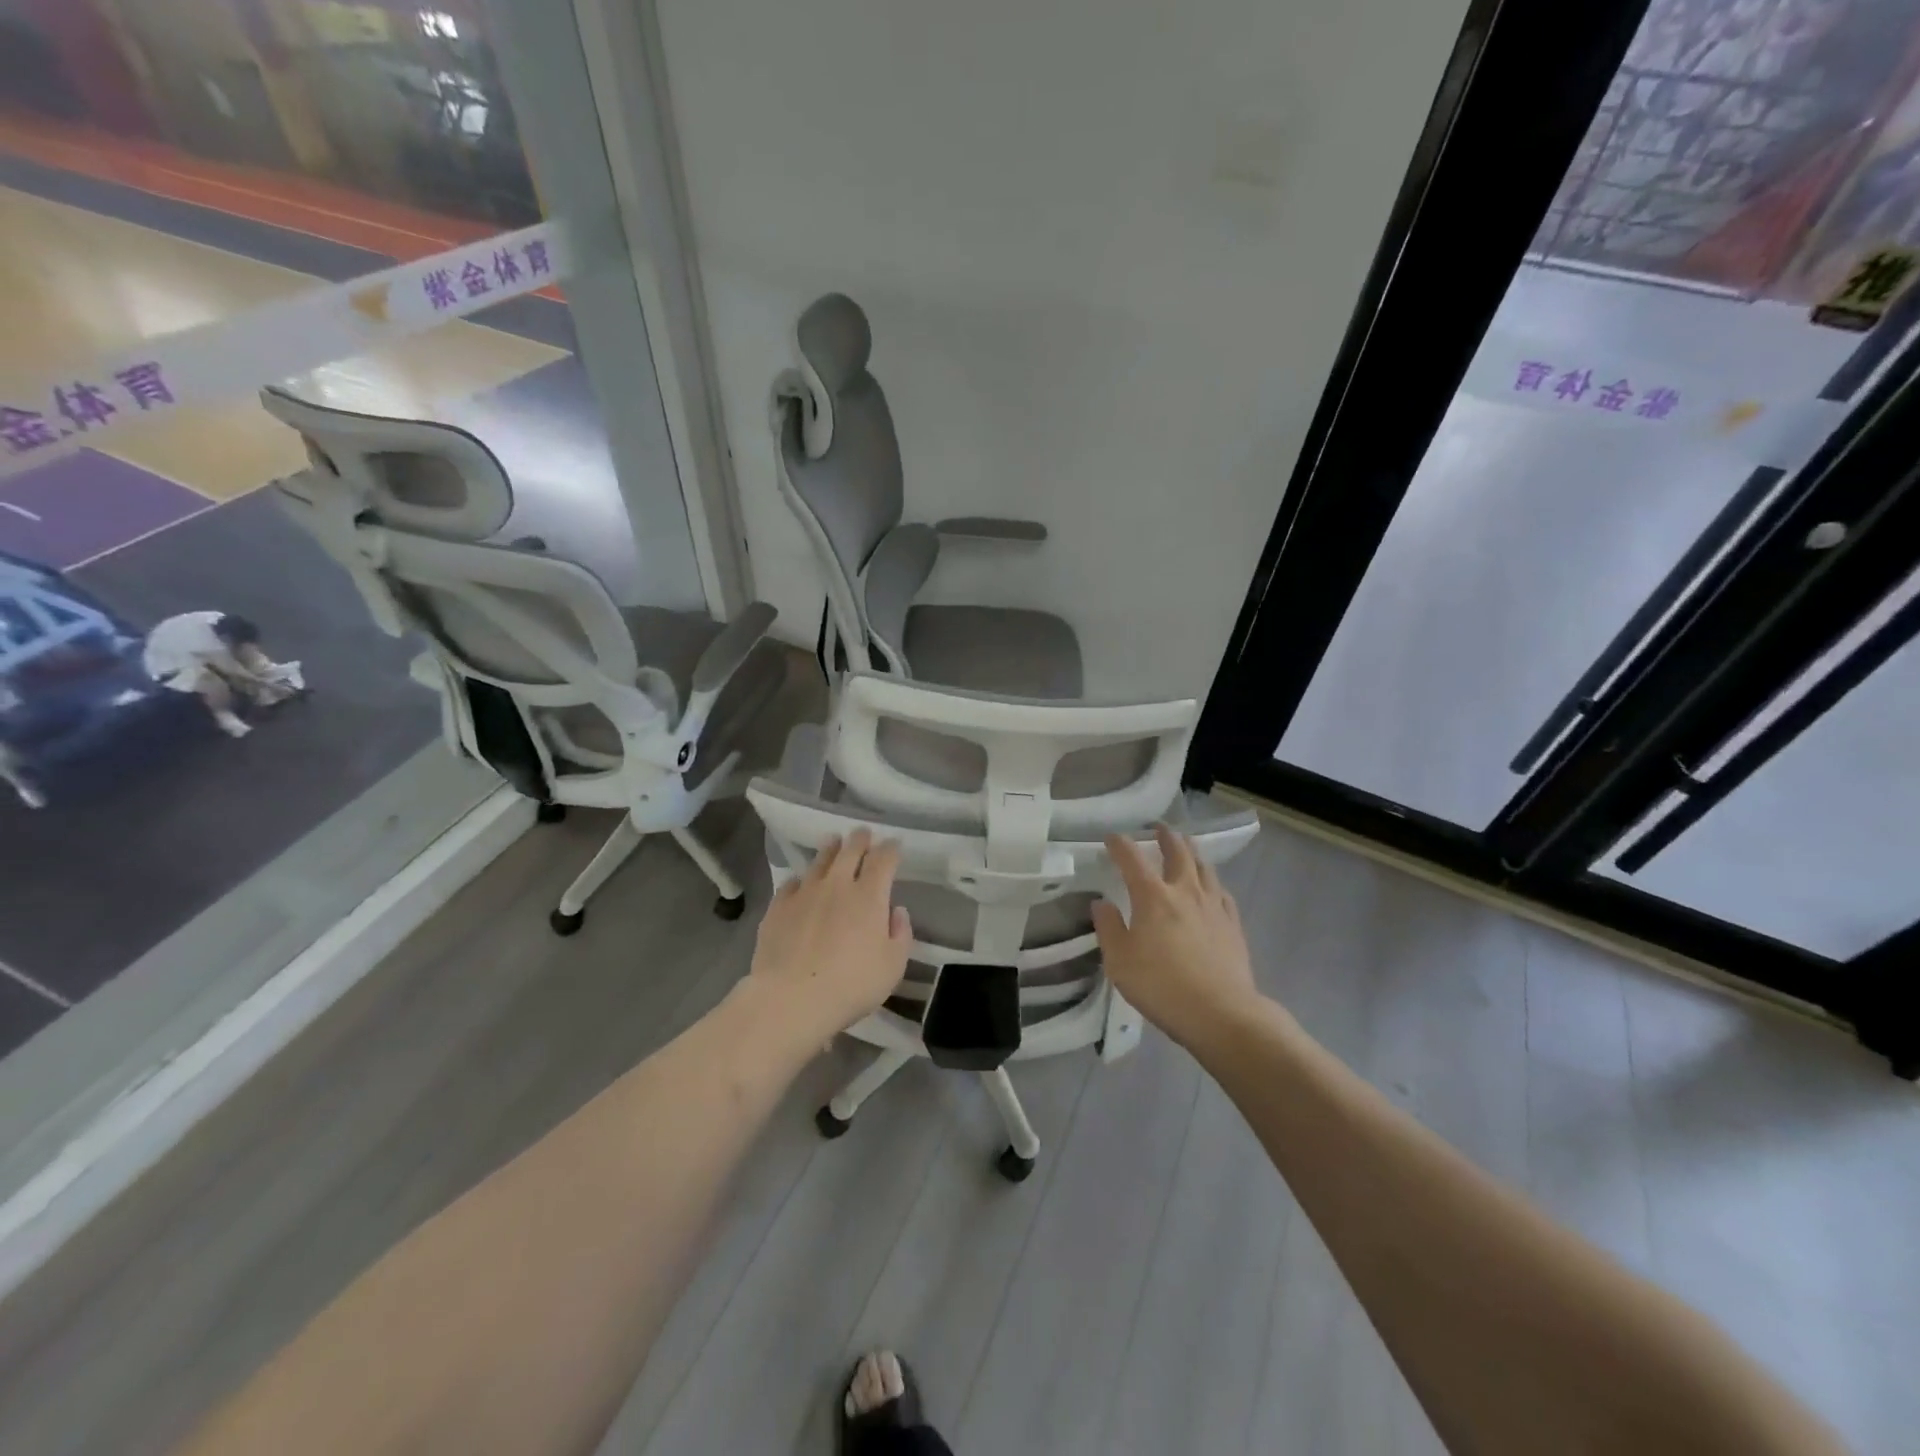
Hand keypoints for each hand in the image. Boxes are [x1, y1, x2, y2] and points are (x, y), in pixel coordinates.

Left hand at [745, 828, 912, 1045]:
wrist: (791, 998)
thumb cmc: (851, 984)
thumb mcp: (893, 966)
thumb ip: (900, 934)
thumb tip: (896, 911)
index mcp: (869, 896)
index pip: (883, 859)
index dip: (891, 849)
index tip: (895, 845)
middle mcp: (837, 885)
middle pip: (850, 850)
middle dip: (860, 839)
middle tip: (863, 834)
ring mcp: (804, 893)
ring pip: (819, 861)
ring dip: (831, 849)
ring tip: (834, 842)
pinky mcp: (778, 907)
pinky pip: (792, 883)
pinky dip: (801, 879)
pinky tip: (801, 883)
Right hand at [1092, 824, 1260, 1050]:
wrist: (1220, 1013)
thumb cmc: (1161, 985)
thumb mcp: (1119, 961)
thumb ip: (1108, 928)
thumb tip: (1101, 903)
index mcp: (1152, 897)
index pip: (1132, 859)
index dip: (1120, 844)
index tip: (1111, 837)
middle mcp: (1184, 892)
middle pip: (1178, 853)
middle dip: (1166, 837)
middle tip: (1159, 828)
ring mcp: (1213, 906)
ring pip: (1204, 868)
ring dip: (1192, 852)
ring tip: (1187, 847)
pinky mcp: (1232, 925)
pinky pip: (1222, 892)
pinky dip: (1212, 882)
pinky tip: (1211, 887)